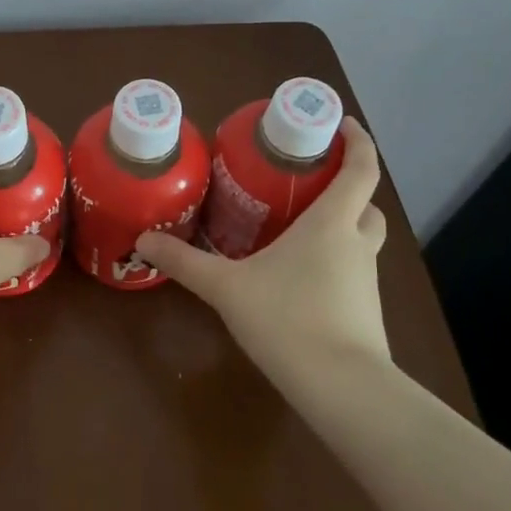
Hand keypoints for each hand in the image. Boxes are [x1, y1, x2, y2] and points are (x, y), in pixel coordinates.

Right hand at [135, 118, 390, 361]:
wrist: (342, 388)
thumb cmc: (288, 319)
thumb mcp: (226, 288)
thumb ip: (185, 262)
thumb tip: (143, 239)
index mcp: (332, 224)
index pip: (360, 169)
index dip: (357, 141)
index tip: (340, 123)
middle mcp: (356, 244)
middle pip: (366, 205)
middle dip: (347, 189)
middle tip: (310, 184)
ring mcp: (367, 281)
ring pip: (362, 240)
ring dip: (342, 228)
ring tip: (299, 231)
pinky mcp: (366, 312)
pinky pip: (354, 273)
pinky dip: (336, 264)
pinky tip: (301, 280)